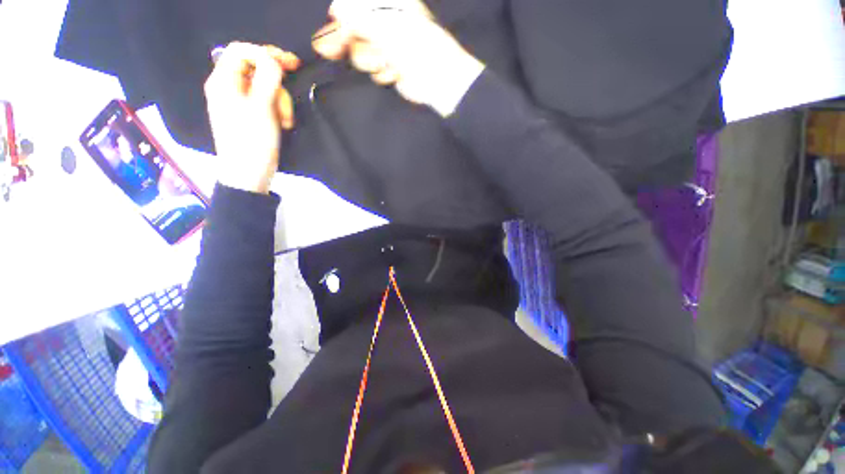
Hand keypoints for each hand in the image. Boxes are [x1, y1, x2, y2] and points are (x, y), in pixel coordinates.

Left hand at [204, 42, 300, 193]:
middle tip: (291, 93)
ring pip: (265, 87)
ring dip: (281, 101)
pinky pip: (267, 102)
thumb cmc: (252, 141)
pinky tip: (284, 123)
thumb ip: (267, 77)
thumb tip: (274, 60)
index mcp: (223, 80)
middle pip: (255, 68)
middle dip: (277, 82)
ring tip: (287, 121)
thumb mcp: (262, 107)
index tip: (291, 64)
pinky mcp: (250, 115)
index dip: (266, 52)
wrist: (248, 174)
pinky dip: (278, 110)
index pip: (241, 51)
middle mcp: (228, 87)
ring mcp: (239, 102)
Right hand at [312, 0, 483, 116]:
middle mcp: (385, 23)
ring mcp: (387, 47)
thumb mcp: (388, 27)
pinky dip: (381, 73)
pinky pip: (374, 69)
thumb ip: (361, 16)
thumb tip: (336, 7)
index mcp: (388, 5)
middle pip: (352, 29)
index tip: (327, 30)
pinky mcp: (389, 68)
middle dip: (344, 41)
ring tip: (387, 63)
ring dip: (370, 61)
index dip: (339, 17)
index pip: (354, 6)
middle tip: (327, 50)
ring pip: (361, 53)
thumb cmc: (417, 48)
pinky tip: (394, 74)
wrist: (438, 81)